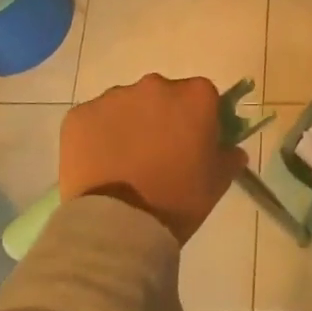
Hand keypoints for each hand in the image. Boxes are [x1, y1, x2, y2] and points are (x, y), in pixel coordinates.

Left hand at [59, 74, 245, 244]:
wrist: (119, 225)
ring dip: (129, 124)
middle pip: (162, 95)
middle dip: (161, 117)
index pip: (202, 95)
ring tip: (124, 163)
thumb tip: (231, 149)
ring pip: (126, 105)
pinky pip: (94, 120)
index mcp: (195, 96)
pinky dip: (97, 136)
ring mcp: (113, 98)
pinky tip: (100, 164)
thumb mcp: (217, 181)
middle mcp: (155, 85)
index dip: (198, 118)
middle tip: (158, 154)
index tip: (192, 142)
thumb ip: (229, 157)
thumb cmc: (178, 199)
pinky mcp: (80, 115)